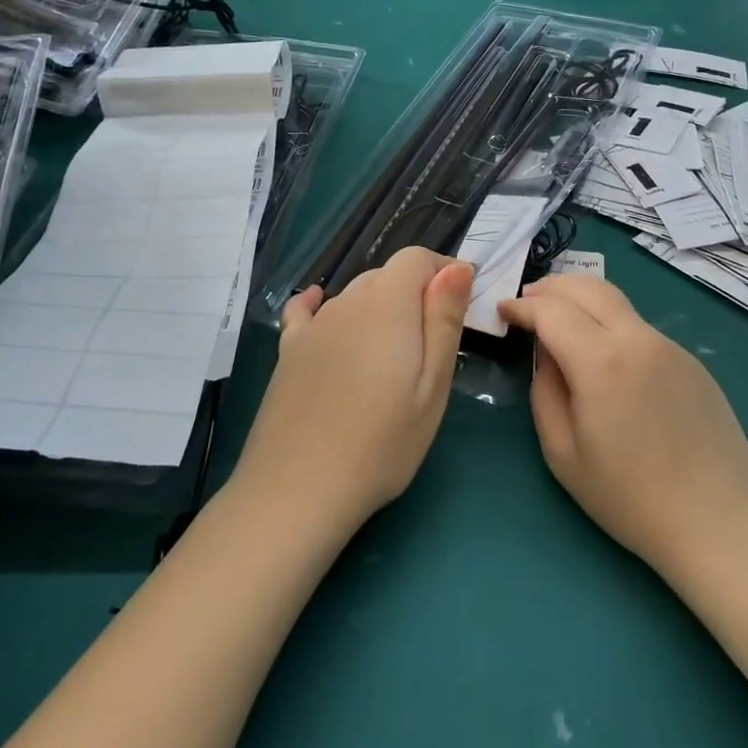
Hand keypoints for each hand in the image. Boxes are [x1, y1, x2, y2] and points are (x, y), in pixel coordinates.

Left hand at [235, 248, 472, 536]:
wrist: (298, 489)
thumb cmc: (382, 444)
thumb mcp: (432, 386)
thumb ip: (444, 320)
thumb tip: (457, 267)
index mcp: (386, 306)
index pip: (415, 258)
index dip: (442, 270)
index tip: (459, 303)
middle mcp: (346, 303)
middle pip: (385, 275)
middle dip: (414, 292)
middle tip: (432, 340)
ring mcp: (312, 326)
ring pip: (353, 296)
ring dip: (378, 306)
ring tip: (391, 352)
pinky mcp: (288, 350)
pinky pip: (307, 311)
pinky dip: (322, 304)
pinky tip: (320, 306)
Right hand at [498, 275, 747, 580]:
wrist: (719, 525)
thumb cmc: (629, 498)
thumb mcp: (562, 452)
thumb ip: (545, 390)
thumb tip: (547, 354)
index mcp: (601, 362)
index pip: (551, 310)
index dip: (521, 305)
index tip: (502, 310)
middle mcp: (639, 340)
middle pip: (589, 287)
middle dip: (551, 287)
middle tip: (527, 301)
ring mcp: (672, 348)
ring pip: (619, 304)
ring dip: (583, 301)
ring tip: (561, 321)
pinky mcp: (693, 363)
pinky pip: (642, 329)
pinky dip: (612, 325)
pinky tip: (606, 357)